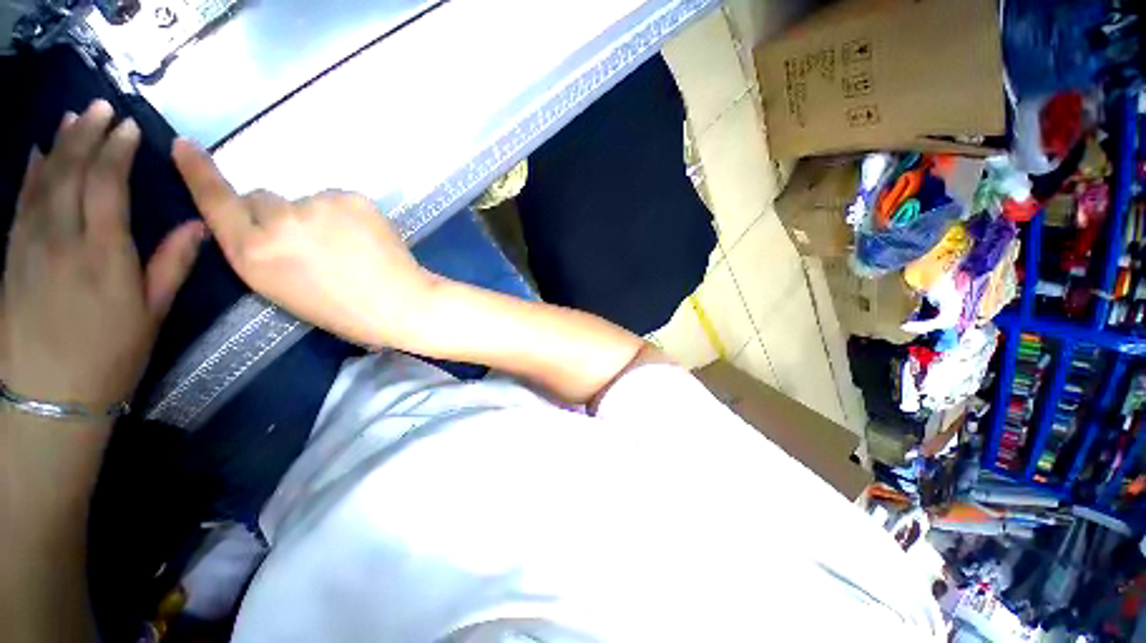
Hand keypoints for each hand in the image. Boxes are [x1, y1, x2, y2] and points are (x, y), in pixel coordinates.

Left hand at [2, 101, 204, 407]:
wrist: (50, 394)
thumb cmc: (111, 355)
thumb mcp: (152, 314)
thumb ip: (171, 264)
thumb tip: (198, 226)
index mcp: (104, 255)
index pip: (108, 186)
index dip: (117, 151)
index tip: (130, 126)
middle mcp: (63, 240)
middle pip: (72, 173)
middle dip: (87, 134)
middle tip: (102, 106)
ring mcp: (31, 244)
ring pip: (43, 180)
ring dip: (59, 144)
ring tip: (73, 116)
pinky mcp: (13, 254)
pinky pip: (21, 202)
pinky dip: (30, 172)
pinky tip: (38, 153)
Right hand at [171, 139, 435, 347]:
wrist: (401, 304)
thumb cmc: (344, 311)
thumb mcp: (283, 290)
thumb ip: (264, 252)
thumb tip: (269, 223)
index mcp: (253, 255)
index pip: (216, 203)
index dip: (199, 173)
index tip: (184, 145)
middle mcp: (277, 222)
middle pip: (263, 200)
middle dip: (278, 218)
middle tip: (314, 246)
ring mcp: (317, 204)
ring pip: (305, 201)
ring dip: (317, 217)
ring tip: (348, 249)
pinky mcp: (352, 198)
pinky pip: (339, 201)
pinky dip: (347, 216)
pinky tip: (366, 239)